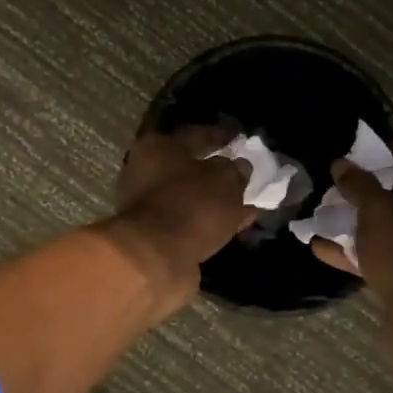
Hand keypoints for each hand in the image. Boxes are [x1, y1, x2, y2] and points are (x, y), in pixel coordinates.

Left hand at [104, 125, 256, 302]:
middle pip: (188, 167)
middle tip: (244, 175)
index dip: (220, 136)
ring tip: (247, 203)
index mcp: (157, 147)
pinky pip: (191, 221)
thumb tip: (239, 168)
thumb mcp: (225, 180)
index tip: (240, 140)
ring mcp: (148, 206)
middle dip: (217, 172)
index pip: (194, 134)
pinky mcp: (155, 235)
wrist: (156, 258)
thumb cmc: (190, 205)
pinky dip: (211, 222)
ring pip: (191, 197)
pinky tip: (238, 225)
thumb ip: (235, 170)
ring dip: (216, 200)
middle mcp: (145, 172)